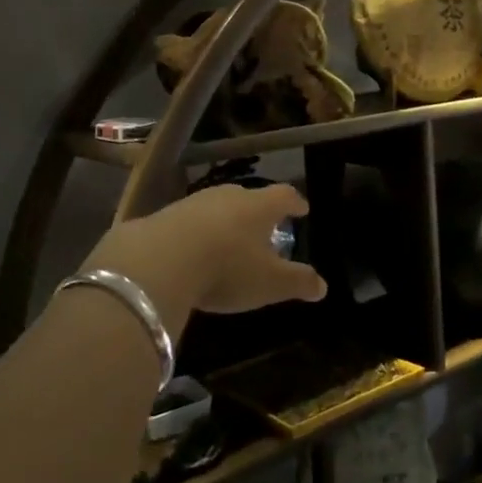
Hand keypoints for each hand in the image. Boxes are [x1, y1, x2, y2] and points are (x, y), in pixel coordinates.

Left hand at [82, 182, 325, 335]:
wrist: (158, 261)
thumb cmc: (227, 268)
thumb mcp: (269, 283)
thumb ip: (298, 282)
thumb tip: (323, 286)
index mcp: (260, 206)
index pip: (285, 196)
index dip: (295, 203)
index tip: (303, 209)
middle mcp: (229, 196)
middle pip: (250, 197)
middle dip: (258, 212)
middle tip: (264, 228)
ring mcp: (194, 203)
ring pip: (218, 208)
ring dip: (225, 222)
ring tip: (228, 241)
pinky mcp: (164, 216)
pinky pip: (189, 221)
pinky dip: (197, 233)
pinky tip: (193, 251)